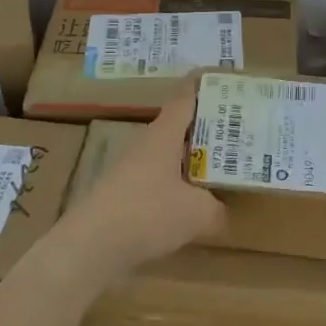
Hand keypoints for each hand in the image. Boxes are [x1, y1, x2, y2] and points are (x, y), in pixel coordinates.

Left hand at [57, 81, 226, 272]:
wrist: (90, 248)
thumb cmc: (148, 214)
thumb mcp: (198, 214)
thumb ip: (216, 210)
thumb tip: (222, 212)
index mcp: (163, 135)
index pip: (184, 98)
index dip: (201, 86)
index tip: (219, 78)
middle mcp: (144, 146)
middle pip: (177, 128)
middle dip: (204, 128)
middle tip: (235, 131)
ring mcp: (129, 171)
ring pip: (166, 157)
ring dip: (190, 160)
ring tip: (218, 170)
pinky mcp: (121, 197)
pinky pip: (156, 183)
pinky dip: (175, 187)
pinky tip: (190, 206)